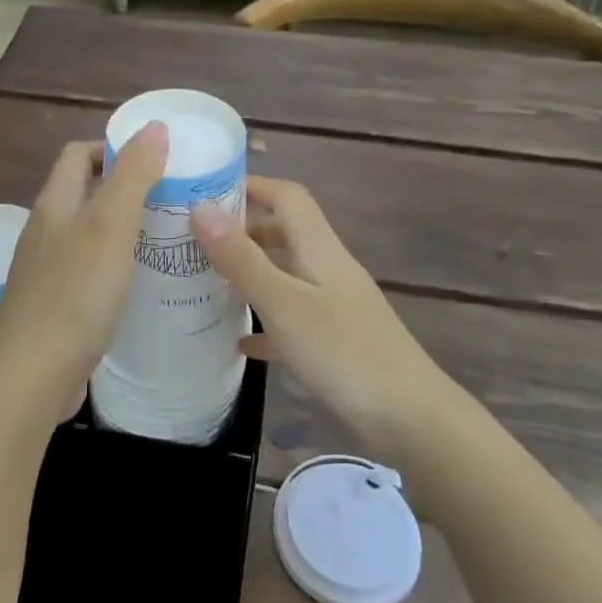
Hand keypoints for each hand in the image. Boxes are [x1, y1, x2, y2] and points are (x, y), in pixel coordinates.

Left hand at [0, 123, 168, 422]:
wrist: (32, 376)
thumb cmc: (74, 294)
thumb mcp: (109, 226)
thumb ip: (132, 175)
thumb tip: (154, 126)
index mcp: (55, 205)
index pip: (79, 155)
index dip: (114, 148)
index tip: (158, 160)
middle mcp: (47, 232)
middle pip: (86, 194)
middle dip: (128, 189)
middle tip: (175, 200)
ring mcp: (50, 271)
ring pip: (91, 235)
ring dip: (126, 229)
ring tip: (170, 238)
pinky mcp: (59, 306)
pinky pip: (92, 271)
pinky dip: (119, 266)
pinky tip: (145, 284)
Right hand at [191, 177, 448, 442]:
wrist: (409, 417)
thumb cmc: (343, 353)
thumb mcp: (283, 303)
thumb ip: (241, 258)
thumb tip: (200, 206)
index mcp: (319, 248)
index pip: (286, 196)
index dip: (250, 185)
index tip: (204, 190)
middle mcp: (327, 267)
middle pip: (284, 232)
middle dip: (241, 228)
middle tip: (192, 238)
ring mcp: (334, 304)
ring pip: (285, 274)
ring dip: (250, 271)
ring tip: (206, 281)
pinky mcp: (335, 339)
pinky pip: (291, 318)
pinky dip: (264, 322)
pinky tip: (239, 343)